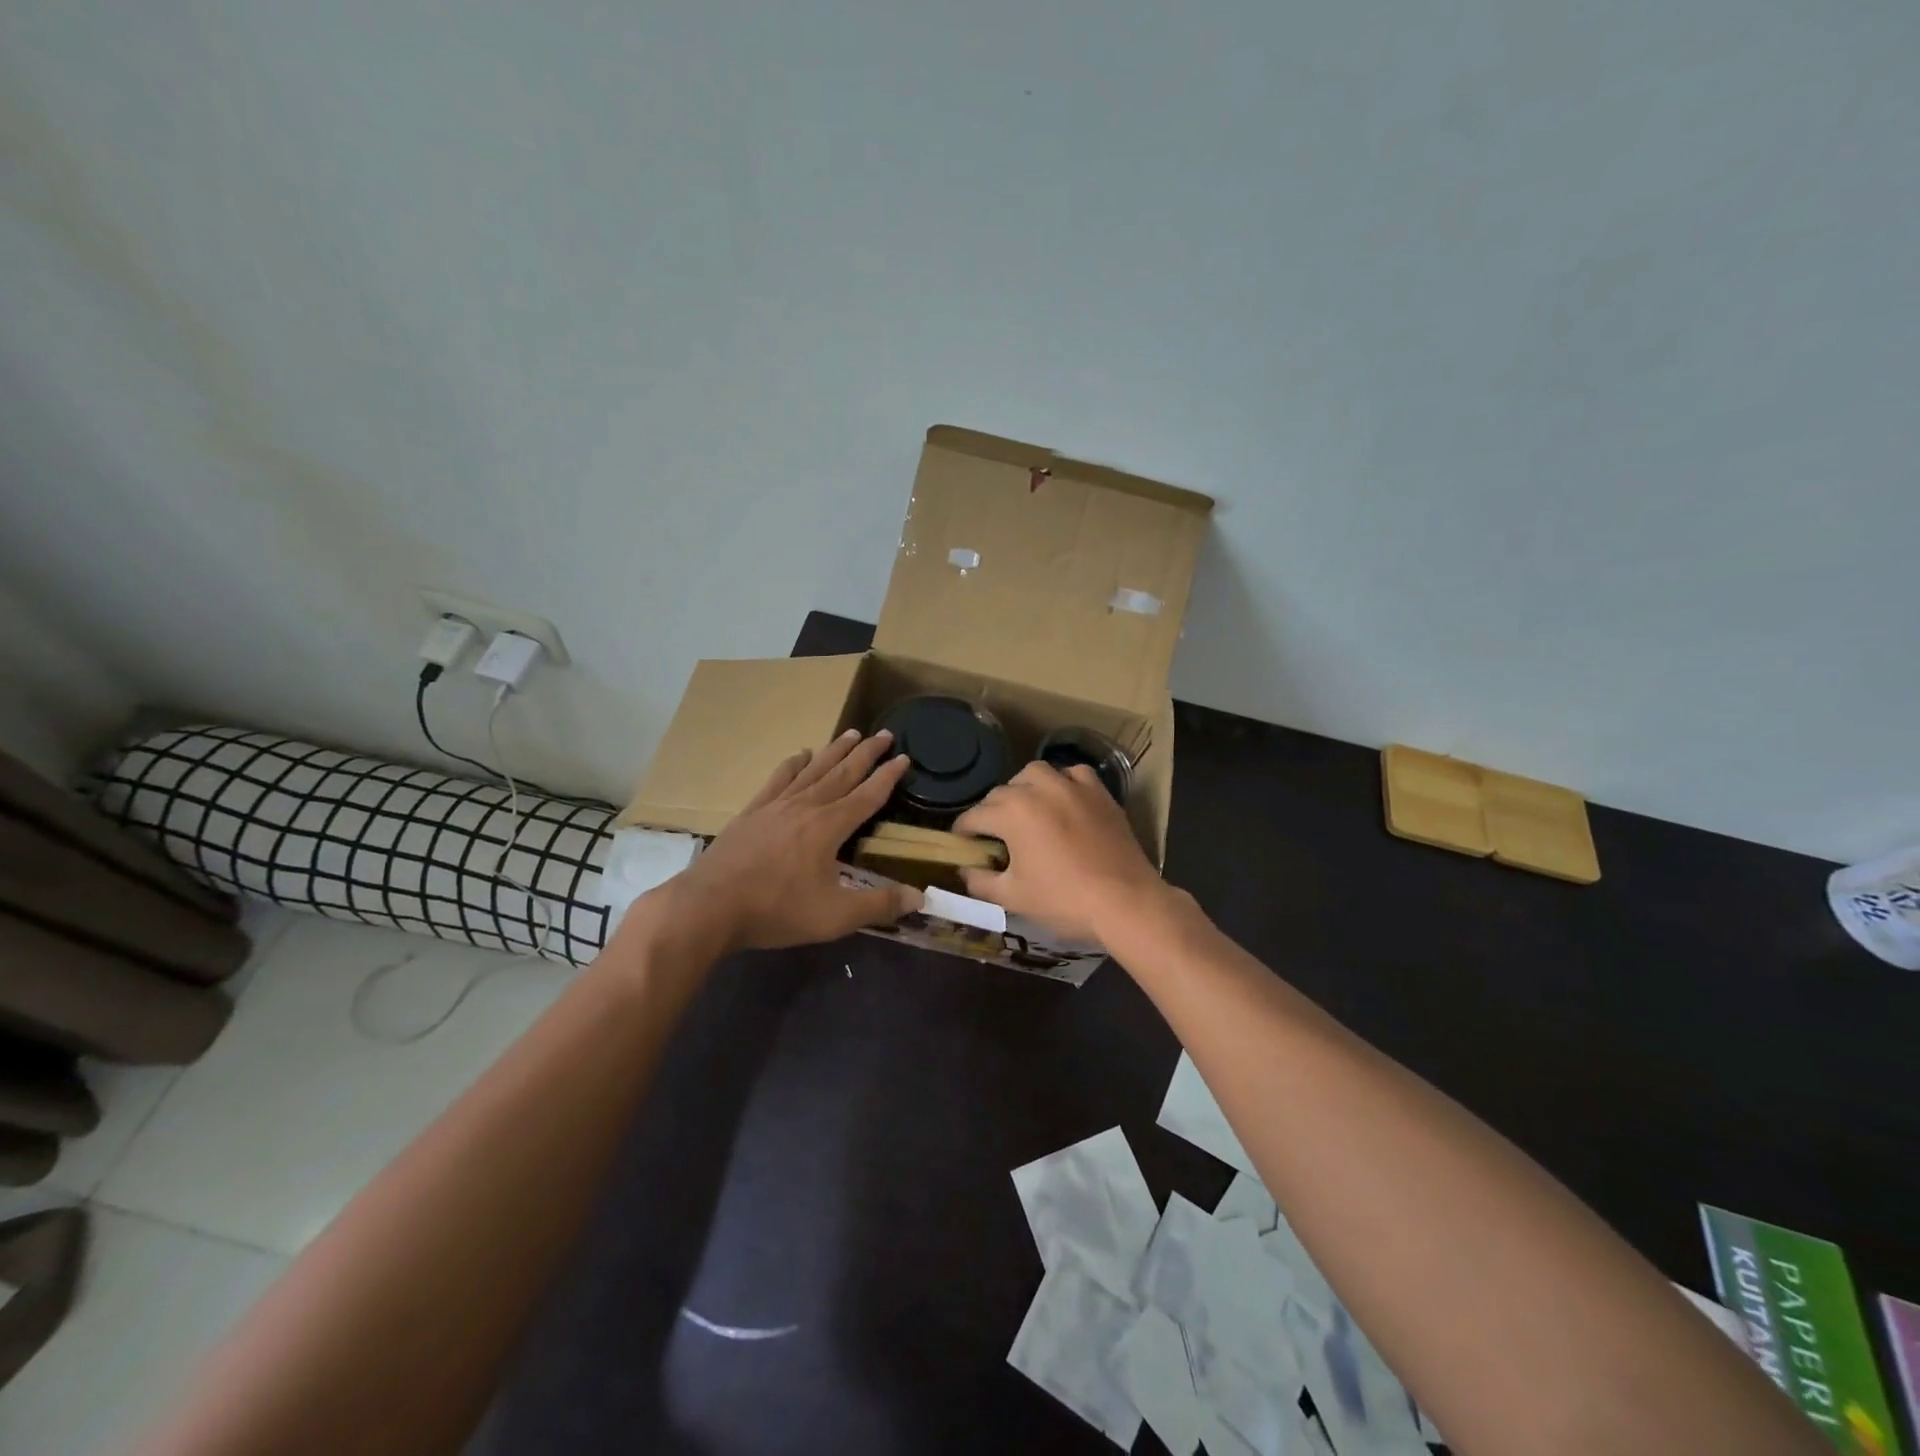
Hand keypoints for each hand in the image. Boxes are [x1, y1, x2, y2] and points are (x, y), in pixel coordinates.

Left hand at [653, 730, 920, 953]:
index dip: (888, 776)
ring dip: (834, 751)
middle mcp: (806, 807)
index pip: (868, 796)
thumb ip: (879, 905)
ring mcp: (776, 806)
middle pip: (842, 773)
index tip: (905, 757)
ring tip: (851, 733)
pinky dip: (792, 764)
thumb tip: (920, 897)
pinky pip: (778, 779)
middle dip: (866, 754)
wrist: (709, 906)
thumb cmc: (776, 910)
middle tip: (885, 734)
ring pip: (813, 770)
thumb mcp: (835, 916)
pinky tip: (799, 754)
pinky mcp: (752, 812)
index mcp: (829, 827)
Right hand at [952, 761, 1166, 943]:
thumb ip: (980, 881)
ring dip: (1023, 788)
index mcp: (1012, 813)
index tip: (962, 845)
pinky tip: (1064, 800)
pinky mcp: (1099, 792)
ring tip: (1026, 810)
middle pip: (1001, 793)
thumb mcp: (1013, 897)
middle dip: (991, 812)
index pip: (974, 816)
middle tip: (994, 837)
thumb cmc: (1063, 900)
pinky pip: (1073, 774)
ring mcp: (1072, 786)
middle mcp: (1038, 789)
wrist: (1125, 901)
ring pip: (1035, 773)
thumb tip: (965, 870)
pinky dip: (1063, 782)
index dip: (963, 832)